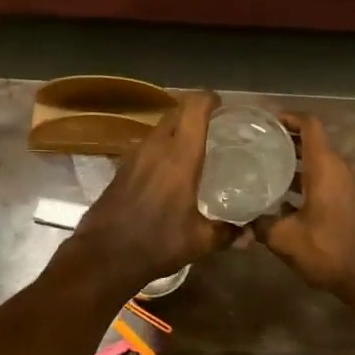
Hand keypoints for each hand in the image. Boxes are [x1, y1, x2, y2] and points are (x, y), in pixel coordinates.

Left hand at [63, 91, 237, 295]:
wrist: (103, 256)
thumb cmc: (157, 243)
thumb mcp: (199, 241)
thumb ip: (227, 233)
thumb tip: (250, 235)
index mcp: (179, 156)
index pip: (194, 108)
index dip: (209, 99)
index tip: (223, 104)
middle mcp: (155, 148)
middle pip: (175, 112)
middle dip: (193, 112)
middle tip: (213, 125)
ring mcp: (134, 156)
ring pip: (158, 128)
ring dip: (175, 129)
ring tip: (194, 146)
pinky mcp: (120, 169)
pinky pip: (145, 146)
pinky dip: (160, 147)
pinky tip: (169, 169)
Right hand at [259, 114, 354, 295]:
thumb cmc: (330, 249)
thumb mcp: (286, 238)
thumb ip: (260, 225)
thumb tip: (239, 221)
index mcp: (324, 166)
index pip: (308, 124)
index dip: (286, 116)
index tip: (261, 120)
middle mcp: (336, 168)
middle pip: (309, 141)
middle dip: (281, 139)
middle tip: (251, 143)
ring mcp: (343, 185)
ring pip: (314, 162)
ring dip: (289, 162)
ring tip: (258, 167)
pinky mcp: (344, 202)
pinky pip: (319, 179)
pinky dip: (299, 180)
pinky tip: (276, 198)